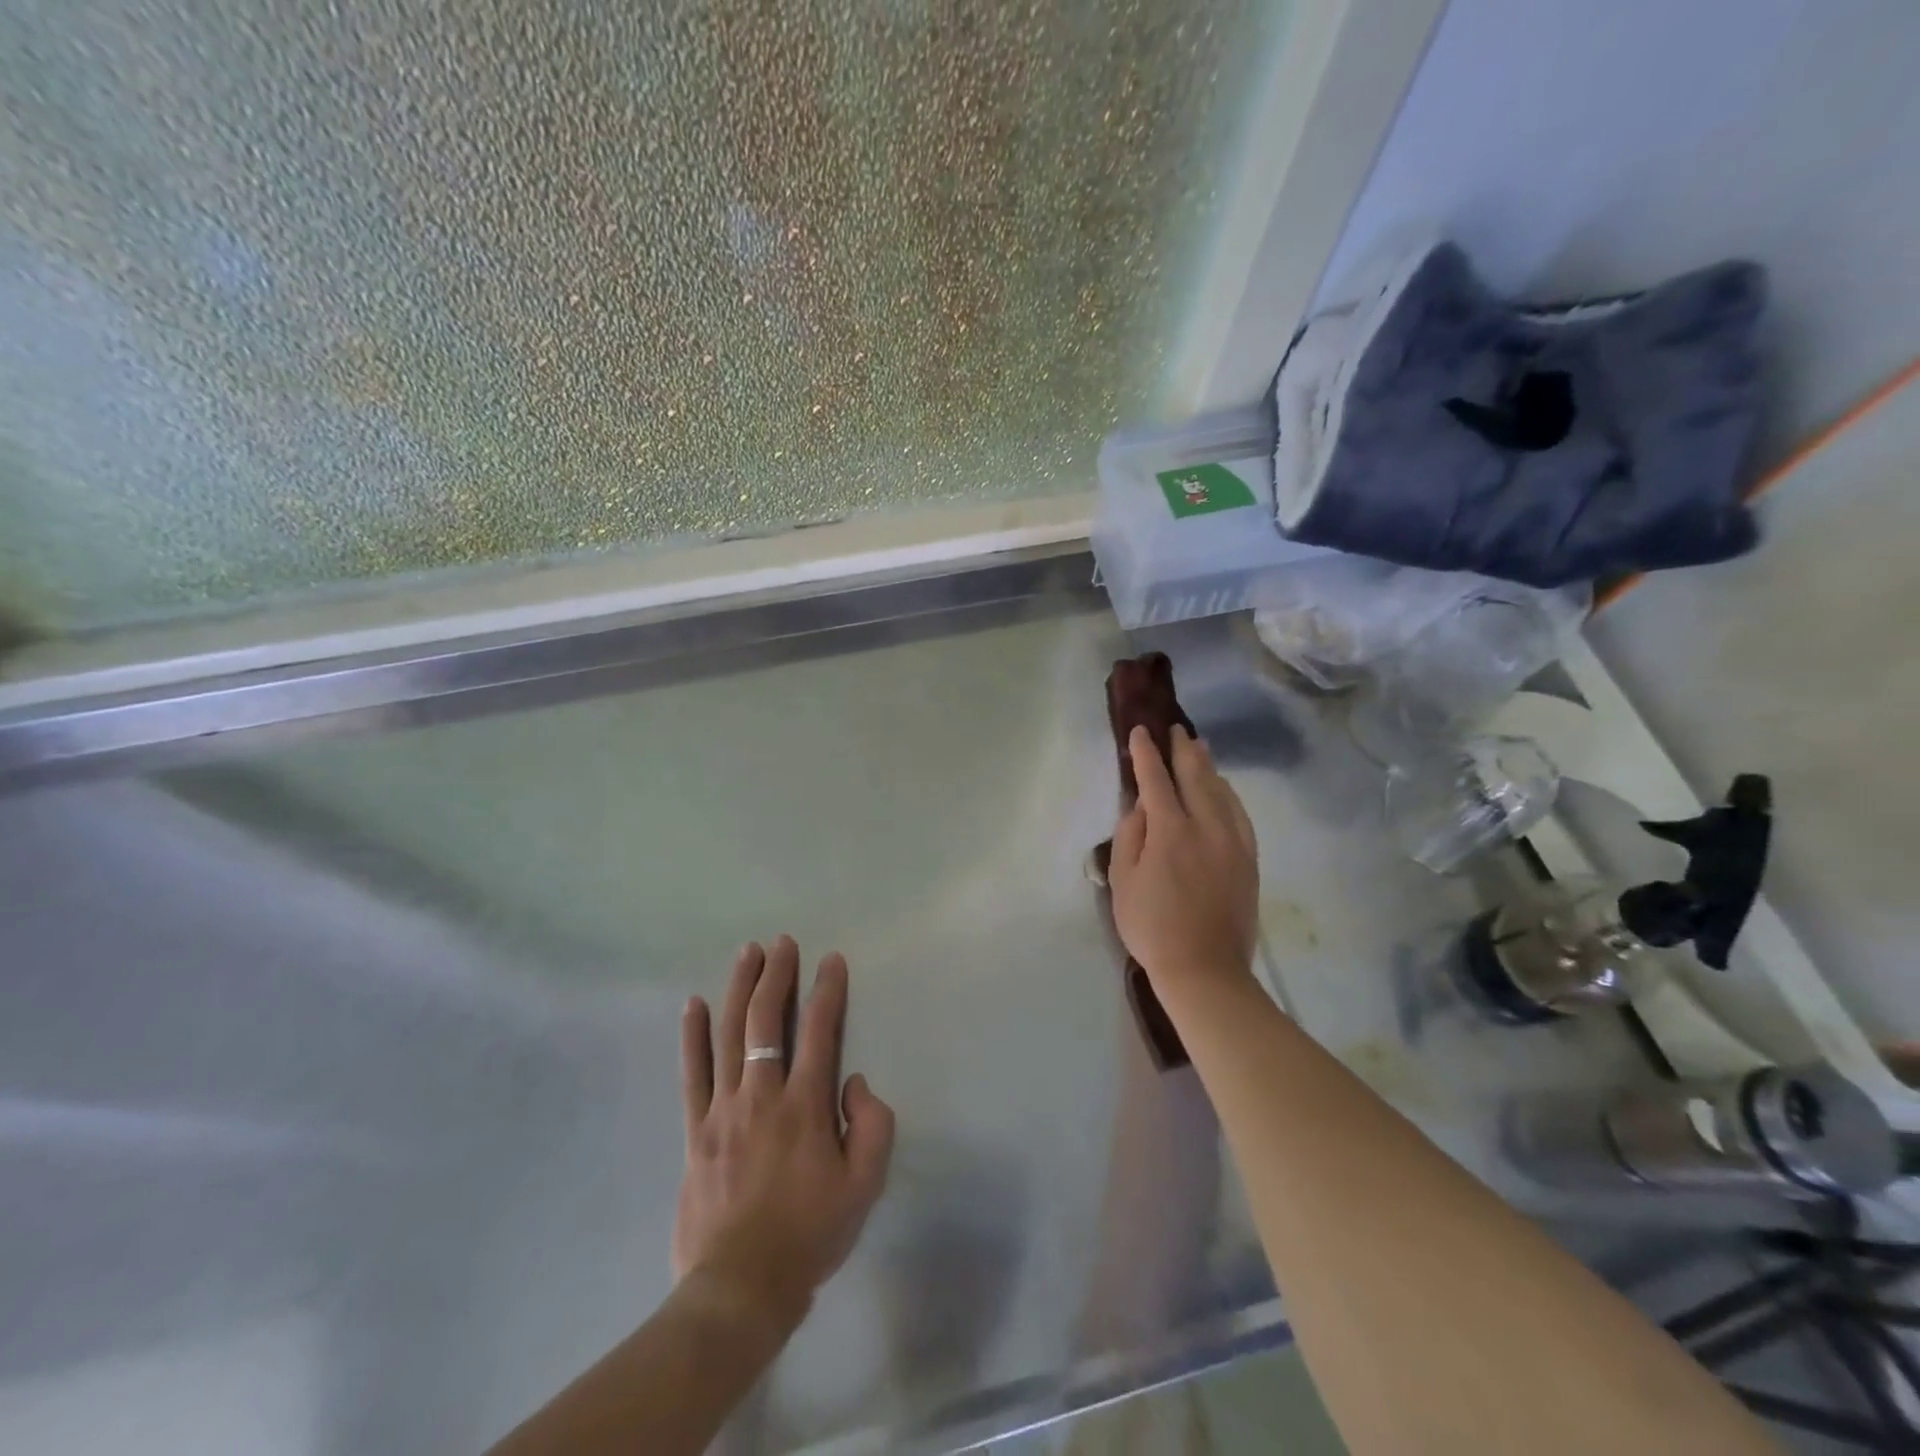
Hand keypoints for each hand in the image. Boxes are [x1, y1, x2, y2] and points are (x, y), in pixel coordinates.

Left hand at [674, 937, 895, 1333]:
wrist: (741, 1287)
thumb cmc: (810, 1233)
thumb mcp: (865, 1185)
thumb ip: (872, 1125)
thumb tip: (853, 1081)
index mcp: (806, 1105)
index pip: (820, 1031)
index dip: (828, 991)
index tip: (831, 960)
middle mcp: (763, 1095)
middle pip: (768, 1020)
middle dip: (778, 975)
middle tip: (782, 943)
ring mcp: (723, 1110)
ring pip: (730, 1034)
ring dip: (740, 989)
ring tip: (747, 953)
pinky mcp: (696, 1130)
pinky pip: (692, 1073)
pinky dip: (693, 1036)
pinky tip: (694, 1004)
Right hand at [1108, 725, 1258, 990]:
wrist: (1205, 969)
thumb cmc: (1152, 926)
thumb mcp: (1122, 881)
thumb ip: (1130, 836)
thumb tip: (1141, 806)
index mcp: (1170, 830)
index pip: (1155, 780)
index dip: (1146, 754)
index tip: (1140, 731)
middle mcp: (1207, 826)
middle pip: (1196, 776)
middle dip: (1183, 750)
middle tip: (1176, 729)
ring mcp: (1234, 842)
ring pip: (1223, 791)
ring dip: (1208, 766)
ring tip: (1200, 749)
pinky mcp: (1249, 859)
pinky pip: (1240, 813)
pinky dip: (1229, 794)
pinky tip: (1224, 790)